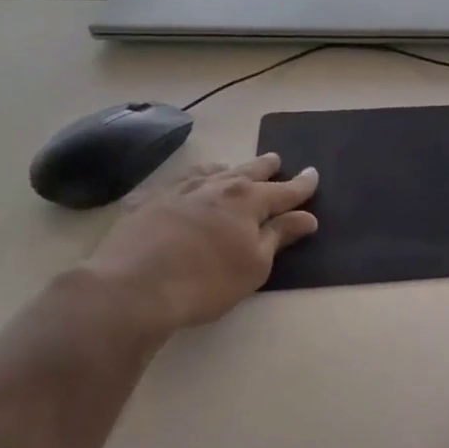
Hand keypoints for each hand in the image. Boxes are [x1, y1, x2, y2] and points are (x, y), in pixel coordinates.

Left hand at [79, 154, 318, 334]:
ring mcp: (178, 191)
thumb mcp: (255, 264)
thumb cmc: (207, 281)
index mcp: (247, 200)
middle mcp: (215, 186)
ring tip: (229, 167)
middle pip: (246, 172)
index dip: (301, 185)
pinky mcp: (147, 203)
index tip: (313, 174)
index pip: (283, 190)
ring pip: (208, 172)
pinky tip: (178, 187)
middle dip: (264, 167)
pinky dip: (183, 183)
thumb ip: (279, 236)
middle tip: (275, 160)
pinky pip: (171, 185)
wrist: (134, 287)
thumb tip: (306, 216)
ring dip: (224, 169)